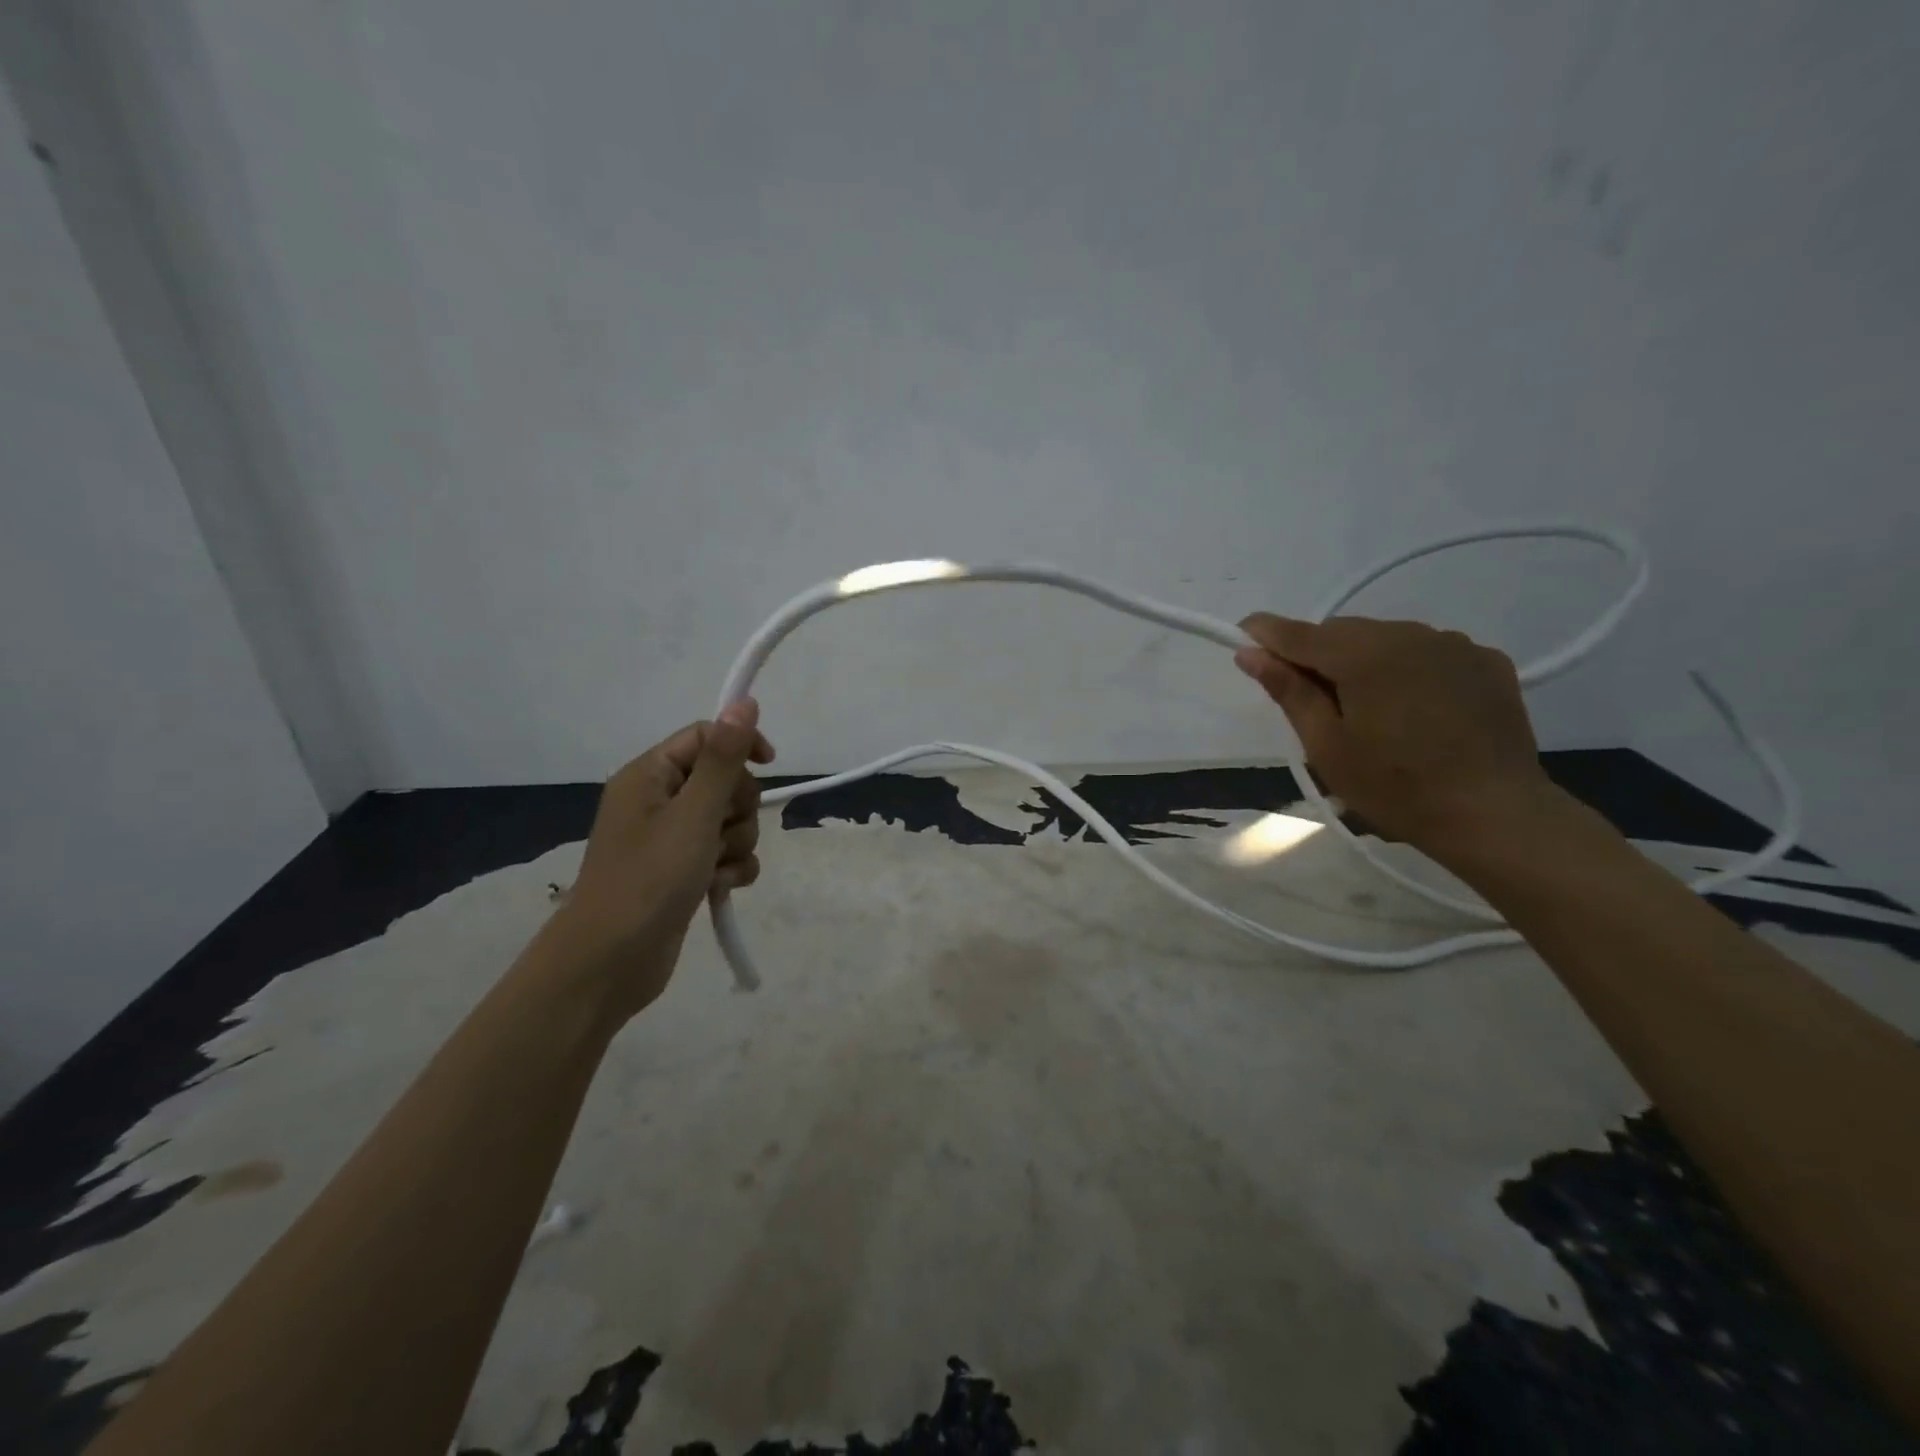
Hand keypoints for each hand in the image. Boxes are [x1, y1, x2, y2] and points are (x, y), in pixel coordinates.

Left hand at [543, 699, 775, 1020]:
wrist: (610, 962)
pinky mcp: (683, 873)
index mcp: (649, 775)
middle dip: (737, 808)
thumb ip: (724, 759)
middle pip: (724, 781)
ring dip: (736, 843)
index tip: (768, 763)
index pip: (705, 737)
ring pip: (729, 821)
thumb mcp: (693, 813)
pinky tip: (720, 888)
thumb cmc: (649, 878)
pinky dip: (731, 869)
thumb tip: (745, 703)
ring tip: (716, 869)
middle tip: (720, 832)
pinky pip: (725, 854)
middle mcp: (658, 801)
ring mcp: (670, 840)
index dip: (740, 745)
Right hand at [1234, 615, 1563, 858]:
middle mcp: (1409, 634)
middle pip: (1343, 631)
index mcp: (1364, 655)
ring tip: (1369, 707)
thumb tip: (1250, 653)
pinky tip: (1415, 707)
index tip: (1242, 634)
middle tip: (1312, 699)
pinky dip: (1408, 668)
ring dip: (1364, 659)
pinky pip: (1428, 651)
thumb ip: (1289, 692)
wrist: (1494, 814)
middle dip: (1318, 654)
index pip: (1299, 633)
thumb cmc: (1396, 787)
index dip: (1266, 633)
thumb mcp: (1327, 746)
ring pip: (1386, 638)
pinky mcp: (1486, 661)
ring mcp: (1454, 644)